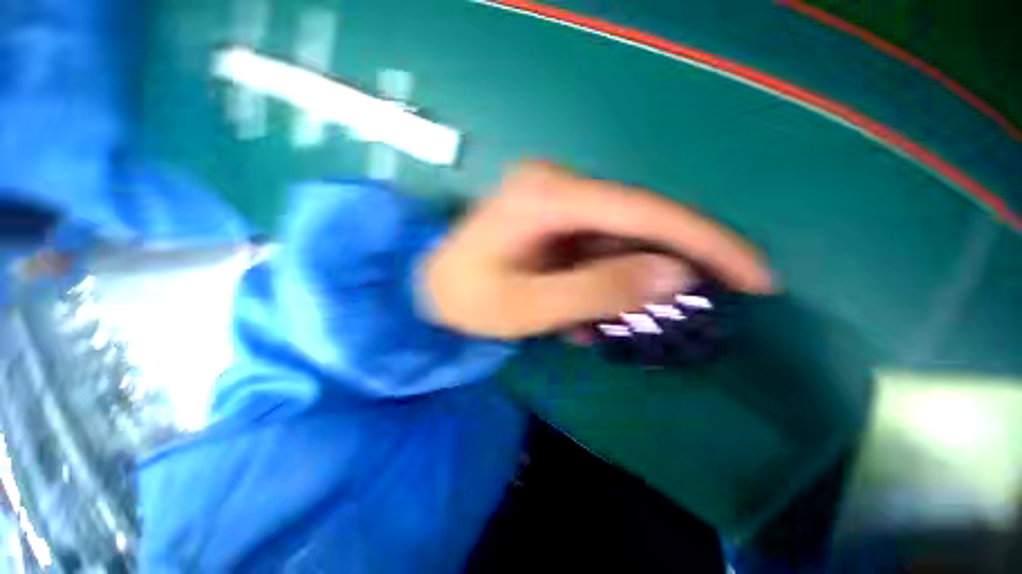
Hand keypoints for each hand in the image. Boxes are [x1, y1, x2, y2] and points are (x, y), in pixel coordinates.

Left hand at [422, 162, 774, 338]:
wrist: (430, 290)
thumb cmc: (467, 301)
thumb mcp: (530, 306)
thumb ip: (600, 289)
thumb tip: (676, 274)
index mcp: (548, 195)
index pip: (646, 211)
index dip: (706, 243)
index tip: (755, 277)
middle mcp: (555, 184)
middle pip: (637, 222)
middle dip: (666, 267)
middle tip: (691, 308)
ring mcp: (553, 199)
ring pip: (618, 238)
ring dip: (628, 281)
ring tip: (612, 321)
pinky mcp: (551, 217)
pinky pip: (595, 246)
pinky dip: (604, 279)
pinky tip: (585, 311)